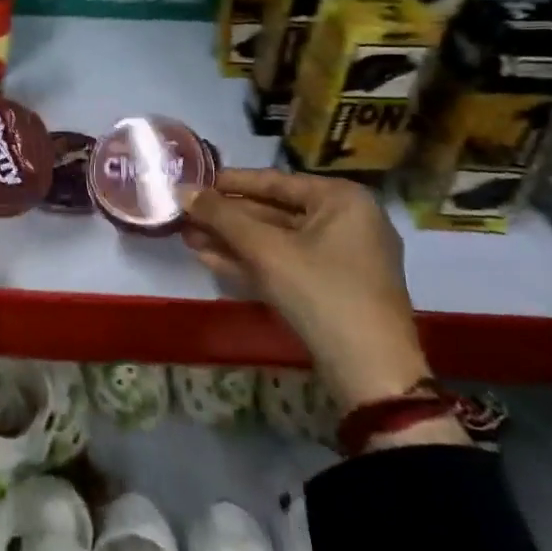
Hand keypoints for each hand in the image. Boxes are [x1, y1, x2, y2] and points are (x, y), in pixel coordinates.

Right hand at [181, 168, 432, 409]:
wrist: (369, 370)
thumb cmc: (320, 291)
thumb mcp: (265, 249)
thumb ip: (221, 216)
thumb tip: (182, 190)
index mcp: (341, 199)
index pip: (274, 180)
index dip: (229, 182)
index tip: (192, 182)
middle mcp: (345, 221)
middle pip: (273, 211)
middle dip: (225, 217)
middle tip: (184, 213)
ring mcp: (339, 257)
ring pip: (275, 240)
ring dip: (231, 240)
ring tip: (186, 236)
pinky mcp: (329, 287)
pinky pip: (284, 263)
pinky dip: (249, 261)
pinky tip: (209, 259)